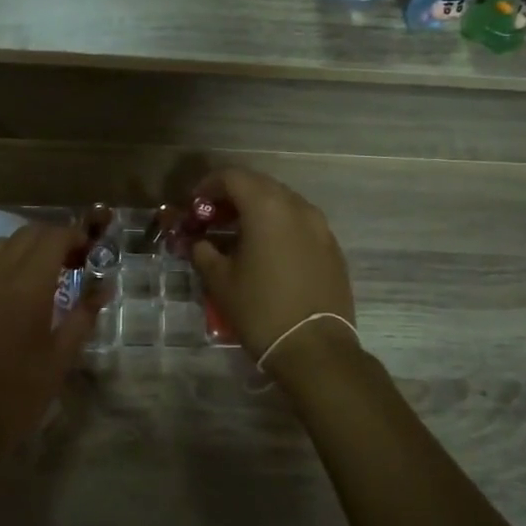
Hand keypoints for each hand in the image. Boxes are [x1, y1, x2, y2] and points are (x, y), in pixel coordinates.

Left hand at [0, 224, 100, 461]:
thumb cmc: (20, 393)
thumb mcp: (61, 357)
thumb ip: (83, 315)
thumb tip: (103, 288)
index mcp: (27, 287)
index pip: (52, 239)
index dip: (74, 237)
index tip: (88, 253)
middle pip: (27, 234)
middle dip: (53, 240)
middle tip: (72, 263)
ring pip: (0, 244)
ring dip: (25, 247)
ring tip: (41, 272)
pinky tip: (6, 283)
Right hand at [188, 168, 354, 361]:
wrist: (315, 348)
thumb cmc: (260, 309)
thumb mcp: (220, 280)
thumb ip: (203, 252)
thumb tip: (199, 243)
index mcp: (267, 208)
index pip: (233, 177)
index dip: (208, 185)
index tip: (194, 205)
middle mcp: (297, 207)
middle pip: (259, 185)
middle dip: (232, 196)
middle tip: (212, 218)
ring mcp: (320, 227)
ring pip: (282, 203)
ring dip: (257, 210)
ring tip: (238, 235)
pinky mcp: (332, 247)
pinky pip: (300, 223)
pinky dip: (278, 226)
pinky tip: (266, 252)